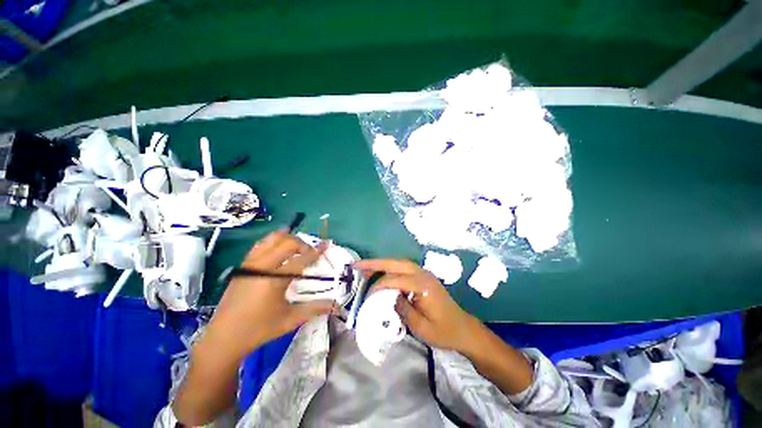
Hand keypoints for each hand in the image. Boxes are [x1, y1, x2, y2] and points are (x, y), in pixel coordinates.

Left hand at [207, 230, 336, 358]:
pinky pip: (261, 244)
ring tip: (296, 248)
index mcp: (275, 280)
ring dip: (288, 239)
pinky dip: (274, 241)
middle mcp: (262, 266)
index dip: (316, 251)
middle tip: (309, 253)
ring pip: (272, 238)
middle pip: (287, 243)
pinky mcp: (243, 265)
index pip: (302, 259)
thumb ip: (314, 308)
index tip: (326, 244)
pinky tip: (279, 249)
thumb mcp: (290, 320)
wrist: (223, 337)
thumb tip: (335, 304)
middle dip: (303, 244)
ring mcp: (250, 264)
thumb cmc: (259, 329)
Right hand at [354, 258, 479, 352]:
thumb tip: (387, 297)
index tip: (367, 297)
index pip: (394, 280)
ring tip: (365, 267)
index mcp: (422, 285)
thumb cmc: (443, 331)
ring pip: (399, 263)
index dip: (378, 286)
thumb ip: (402, 308)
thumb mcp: (420, 327)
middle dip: (375, 263)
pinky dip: (390, 268)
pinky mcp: (423, 276)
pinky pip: (403, 268)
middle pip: (395, 263)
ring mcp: (424, 273)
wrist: (462, 329)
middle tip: (357, 265)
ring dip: (382, 263)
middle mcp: (423, 274)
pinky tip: (382, 273)